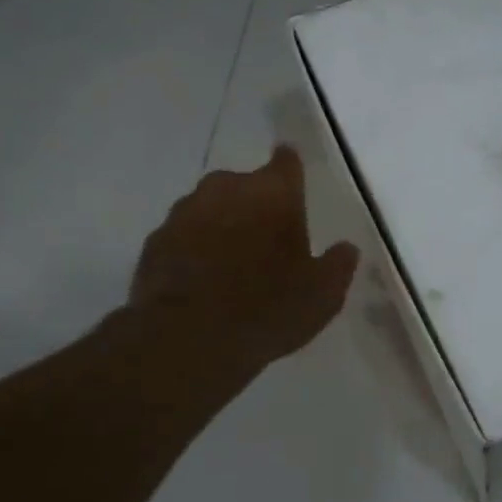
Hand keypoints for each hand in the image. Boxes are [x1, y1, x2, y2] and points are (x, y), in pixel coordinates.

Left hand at [129, 145, 359, 383]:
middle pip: (246, 185)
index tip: (293, 180)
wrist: (188, 339)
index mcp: (273, 192)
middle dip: (255, 205)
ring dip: (222, 226)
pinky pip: (183, 236)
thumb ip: (338, 265)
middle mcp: (227, 188)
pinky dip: (194, 249)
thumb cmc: (267, 309)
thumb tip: (346, 248)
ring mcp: (185, 211)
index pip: (286, 162)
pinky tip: (202, 281)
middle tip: (267, 241)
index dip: (290, 169)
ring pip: (211, 208)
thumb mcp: (323, 295)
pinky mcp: (155, 240)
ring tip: (231, 265)